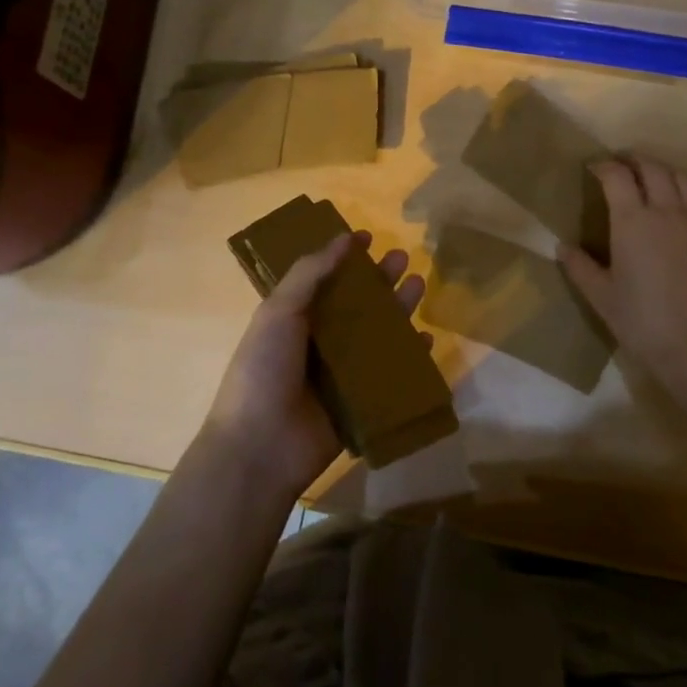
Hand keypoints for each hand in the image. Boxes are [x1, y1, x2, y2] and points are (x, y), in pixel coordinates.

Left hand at [203, 231, 426, 500]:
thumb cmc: (263, 370)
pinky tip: (426, 340)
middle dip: (380, 279)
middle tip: (403, 257)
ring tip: (419, 285)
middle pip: (357, 303)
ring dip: (398, 309)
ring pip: (377, 334)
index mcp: (294, 318)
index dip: (344, 258)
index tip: (367, 237)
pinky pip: (390, 374)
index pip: (324, 279)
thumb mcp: (278, 312)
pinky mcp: (360, 403)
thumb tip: (343, 238)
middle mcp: (319, 342)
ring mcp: (341, 374)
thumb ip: (310, 273)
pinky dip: (409, 357)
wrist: (260, 448)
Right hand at [562, 156, 686, 389]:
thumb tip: (562, 247)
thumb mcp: (600, 295)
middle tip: (621, 166)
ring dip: (664, 171)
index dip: (604, 166)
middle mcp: (665, 211)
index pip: (617, 176)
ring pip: (682, 179)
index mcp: (632, 221)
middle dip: (634, 161)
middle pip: (652, 169)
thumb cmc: (641, 320)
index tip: (593, 168)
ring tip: (652, 177)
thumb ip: (580, 267)